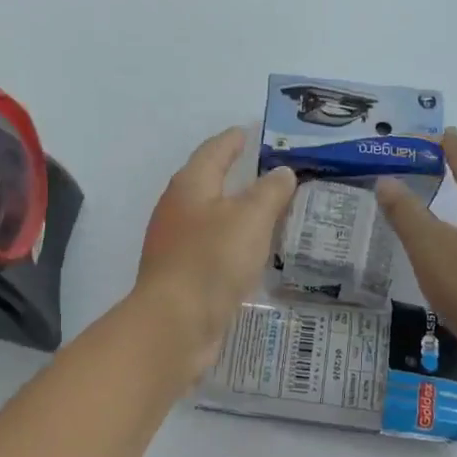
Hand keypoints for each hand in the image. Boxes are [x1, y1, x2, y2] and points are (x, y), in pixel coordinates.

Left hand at [136, 128, 295, 381]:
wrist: (175, 325)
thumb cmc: (211, 261)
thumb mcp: (250, 218)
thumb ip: (270, 192)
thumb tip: (282, 172)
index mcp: (190, 186)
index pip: (215, 151)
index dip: (236, 139)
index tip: (254, 131)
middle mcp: (178, 210)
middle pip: (211, 183)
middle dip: (240, 177)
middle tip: (276, 173)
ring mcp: (177, 245)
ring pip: (214, 219)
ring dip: (239, 213)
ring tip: (273, 212)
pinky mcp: (184, 276)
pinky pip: (215, 249)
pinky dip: (235, 244)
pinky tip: (255, 253)